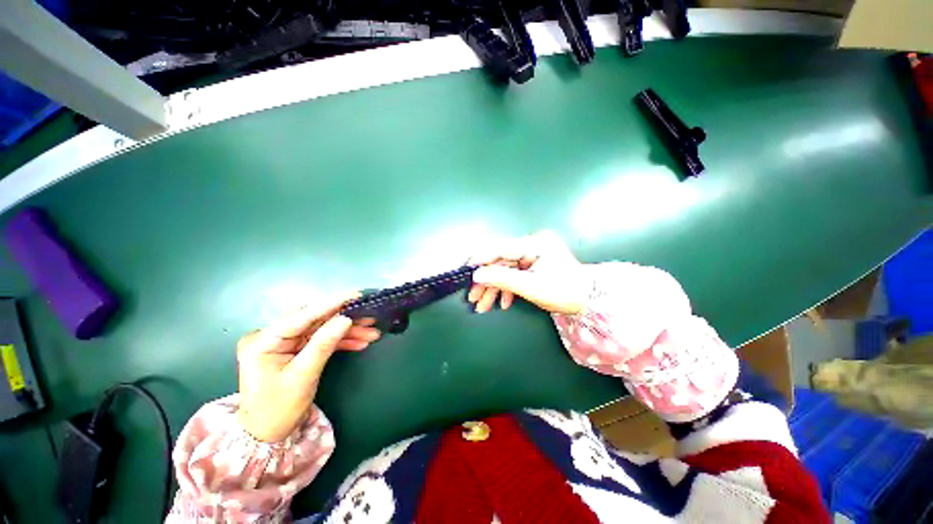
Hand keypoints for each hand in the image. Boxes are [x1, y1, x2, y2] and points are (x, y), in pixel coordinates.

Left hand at [236, 293, 380, 441]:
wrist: (266, 434)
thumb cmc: (278, 409)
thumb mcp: (303, 376)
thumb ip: (323, 344)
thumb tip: (345, 319)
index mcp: (263, 341)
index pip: (301, 316)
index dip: (331, 304)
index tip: (355, 295)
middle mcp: (272, 336)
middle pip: (315, 321)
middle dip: (344, 319)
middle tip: (370, 316)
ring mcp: (284, 343)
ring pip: (322, 329)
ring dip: (347, 331)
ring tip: (372, 332)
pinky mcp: (294, 349)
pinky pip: (321, 340)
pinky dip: (341, 341)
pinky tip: (361, 341)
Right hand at [467, 231, 589, 314]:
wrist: (589, 301)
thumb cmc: (564, 293)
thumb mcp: (532, 288)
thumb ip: (502, 279)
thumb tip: (477, 275)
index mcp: (535, 244)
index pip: (500, 248)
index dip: (480, 259)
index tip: (465, 272)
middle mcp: (531, 244)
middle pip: (499, 260)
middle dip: (485, 280)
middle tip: (473, 297)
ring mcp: (531, 254)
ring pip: (504, 269)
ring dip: (493, 287)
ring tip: (483, 306)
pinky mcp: (531, 263)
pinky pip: (513, 273)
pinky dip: (506, 288)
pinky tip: (503, 302)